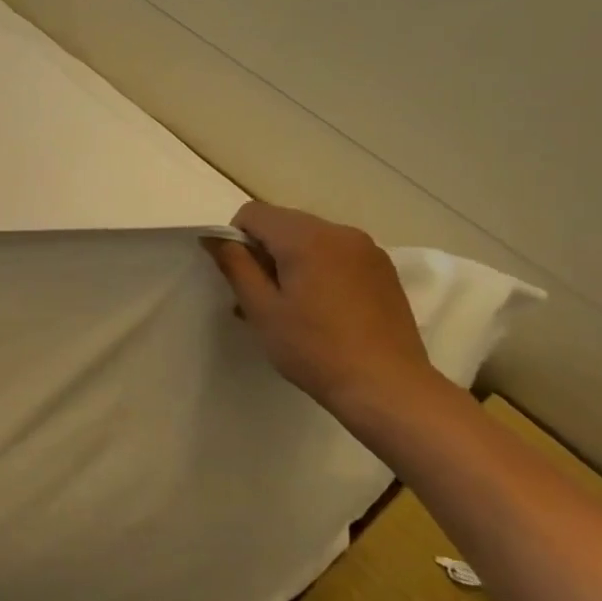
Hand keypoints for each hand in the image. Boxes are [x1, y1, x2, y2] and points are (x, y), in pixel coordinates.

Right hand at [204, 201, 438, 414]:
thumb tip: (214, 237)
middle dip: (264, 250)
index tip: (240, 277)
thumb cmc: (313, 348)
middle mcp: (340, 232)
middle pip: (283, 222)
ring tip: (292, 306)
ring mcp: (367, 250)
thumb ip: (235, 265)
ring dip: (291, 260)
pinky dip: (319, 268)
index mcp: (306, 237)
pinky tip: (322, 308)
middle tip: (262, 296)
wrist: (387, 387)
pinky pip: (337, 254)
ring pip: (311, 238)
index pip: (253, 213)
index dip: (236, 239)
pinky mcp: (383, 270)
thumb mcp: (261, 309)